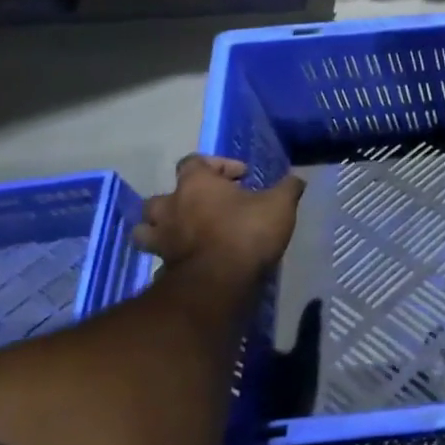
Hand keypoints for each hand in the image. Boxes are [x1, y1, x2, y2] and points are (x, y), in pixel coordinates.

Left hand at [135, 155, 304, 290]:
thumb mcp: (279, 205)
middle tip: (204, 207)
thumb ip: (288, 188)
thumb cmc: (246, 232)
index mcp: (195, 184)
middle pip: (161, 197)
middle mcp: (171, 207)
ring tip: (185, 233)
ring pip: (147, 229)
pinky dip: (170, 258)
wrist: (218, 284)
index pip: (193, 161)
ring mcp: (162, 240)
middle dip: (180, 199)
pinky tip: (191, 261)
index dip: (217, 164)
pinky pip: (160, 258)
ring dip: (162, 229)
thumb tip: (297, 179)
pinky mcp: (162, 268)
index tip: (241, 176)